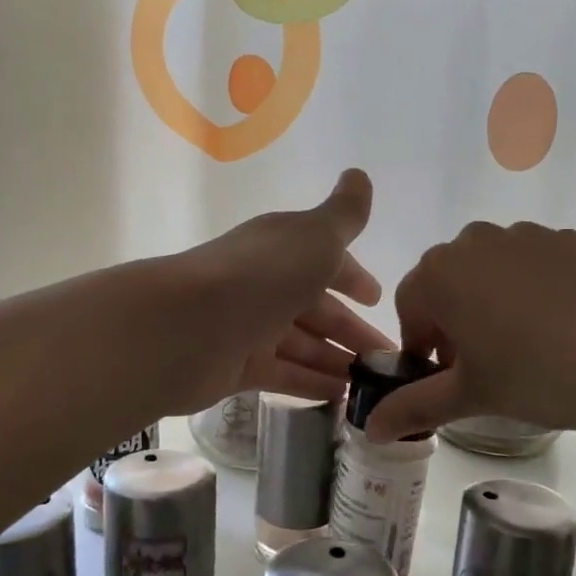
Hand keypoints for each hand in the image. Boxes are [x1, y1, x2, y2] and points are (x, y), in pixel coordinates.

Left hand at [155, 169, 392, 410]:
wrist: (185, 327)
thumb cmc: (260, 276)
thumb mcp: (314, 237)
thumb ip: (344, 214)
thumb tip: (360, 175)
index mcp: (283, 249)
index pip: (325, 261)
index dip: (353, 278)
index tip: (377, 300)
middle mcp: (266, 285)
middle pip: (317, 309)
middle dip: (353, 331)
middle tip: (390, 360)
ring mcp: (250, 327)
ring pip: (303, 345)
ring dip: (336, 360)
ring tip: (372, 385)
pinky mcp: (237, 366)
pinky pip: (284, 375)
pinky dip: (311, 384)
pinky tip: (340, 399)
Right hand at [363, 221, 575, 440]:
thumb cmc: (543, 375)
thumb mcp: (472, 396)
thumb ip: (413, 407)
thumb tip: (368, 428)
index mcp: (441, 272)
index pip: (409, 306)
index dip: (422, 345)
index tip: (448, 377)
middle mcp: (475, 240)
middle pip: (448, 283)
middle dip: (454, 323)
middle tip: (485, 366)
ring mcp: (526, 234)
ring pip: (490, 272)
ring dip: (491, 304)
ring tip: (528, 348)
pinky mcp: (569, 239)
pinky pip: (532, 265)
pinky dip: (533, 291)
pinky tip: (565, 328)